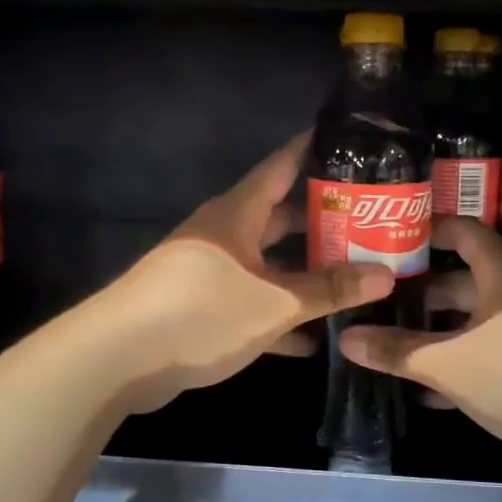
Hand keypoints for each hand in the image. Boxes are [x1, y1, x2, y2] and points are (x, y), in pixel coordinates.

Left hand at [107, 132, 394, 413]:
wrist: (115, 361)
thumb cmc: (200, 312)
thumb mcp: (274, 303)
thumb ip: (330, 289)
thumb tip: (387, 274)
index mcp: (238, 213)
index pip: (283, 165)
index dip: (315, 149)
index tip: (353, 141)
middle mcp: (225, 233)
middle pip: (281, 216)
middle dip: (322, 220)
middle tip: (370, 220)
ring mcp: (209, 270)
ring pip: (268, 263)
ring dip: (304, 272)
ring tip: (353, 274)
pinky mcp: (200, 307)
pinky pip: (251, 301)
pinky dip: (278, 314)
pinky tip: (312, 338)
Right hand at [339, 217, 501, 476]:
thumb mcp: (450, 364)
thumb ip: (397, 351)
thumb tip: (345, 338)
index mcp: (501, 270)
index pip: (460, 231)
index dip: (425, 231)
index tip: (388, 240)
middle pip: (465, 277)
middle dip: (424, 291)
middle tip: (382, 301)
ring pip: (478, 317)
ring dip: (442, 330)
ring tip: (398, 344)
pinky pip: (495, 347)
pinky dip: (466, 359)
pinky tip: (435, 388)